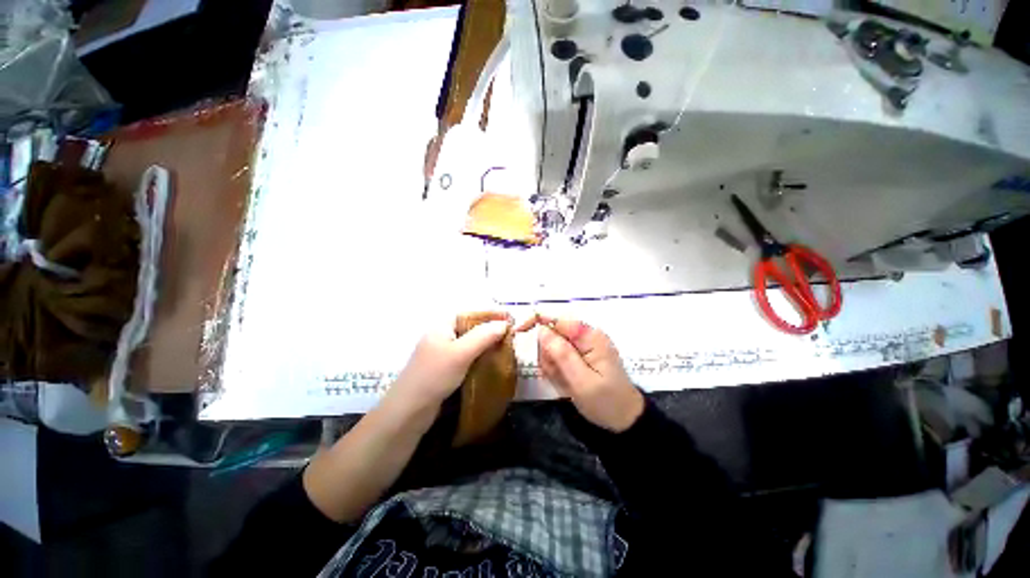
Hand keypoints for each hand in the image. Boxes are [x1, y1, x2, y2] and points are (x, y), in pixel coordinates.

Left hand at [384, 316, 511, 414]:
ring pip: (470, 342)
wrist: (409, 412)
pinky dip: (480, 355)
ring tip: (506, 344)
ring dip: (487, 342)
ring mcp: (443, 353)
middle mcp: (442, 336)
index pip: (469, 313)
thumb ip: (483, 336)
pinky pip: (467, 356)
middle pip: (470, 327)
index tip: (509, 316)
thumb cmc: (434, 376)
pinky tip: (492, 360)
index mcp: (441, 326)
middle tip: (510, 331)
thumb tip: (504, 323)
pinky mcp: (446, 369)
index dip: (489, 313)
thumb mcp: (460, 353)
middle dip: (490, 327)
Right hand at [536, 317, 643, 431]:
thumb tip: (541, 330)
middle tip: (555, 375)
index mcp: (590, 336)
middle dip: (546, 354)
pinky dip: (556, 370)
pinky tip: (565, 383)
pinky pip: (557, 357)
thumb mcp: (581, 381)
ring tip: (564, 382)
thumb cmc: (606, 402)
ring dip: (551, 365)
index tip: (518, 332)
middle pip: (551, 333)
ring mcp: (582, 346)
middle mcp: (585, 336)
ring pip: (551, 347)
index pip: (557, 317)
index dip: (535, 320)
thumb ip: (561, 354)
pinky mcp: (579, 356)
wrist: (624, 420)